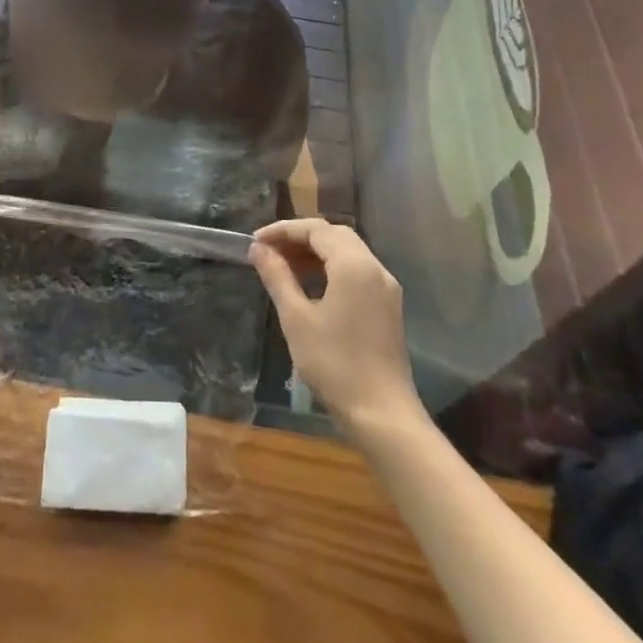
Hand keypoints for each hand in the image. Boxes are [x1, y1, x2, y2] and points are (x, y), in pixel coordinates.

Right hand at [250, 219, 417, 431]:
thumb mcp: (296, 317)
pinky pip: (357, 271)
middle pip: (335, 235)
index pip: (316, 229)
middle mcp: (375, 268)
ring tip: (284, 266)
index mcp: (354, 265)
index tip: (255, 241)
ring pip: (348, 252)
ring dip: (316, 252)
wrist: (381, 412)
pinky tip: (310, 285)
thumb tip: (258, 249)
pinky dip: (332, 268)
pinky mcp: (387, 305)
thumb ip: (277, 276)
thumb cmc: (333, 363)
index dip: (283, 230)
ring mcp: (385, 287)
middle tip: (269, 251)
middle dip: (300, 237)